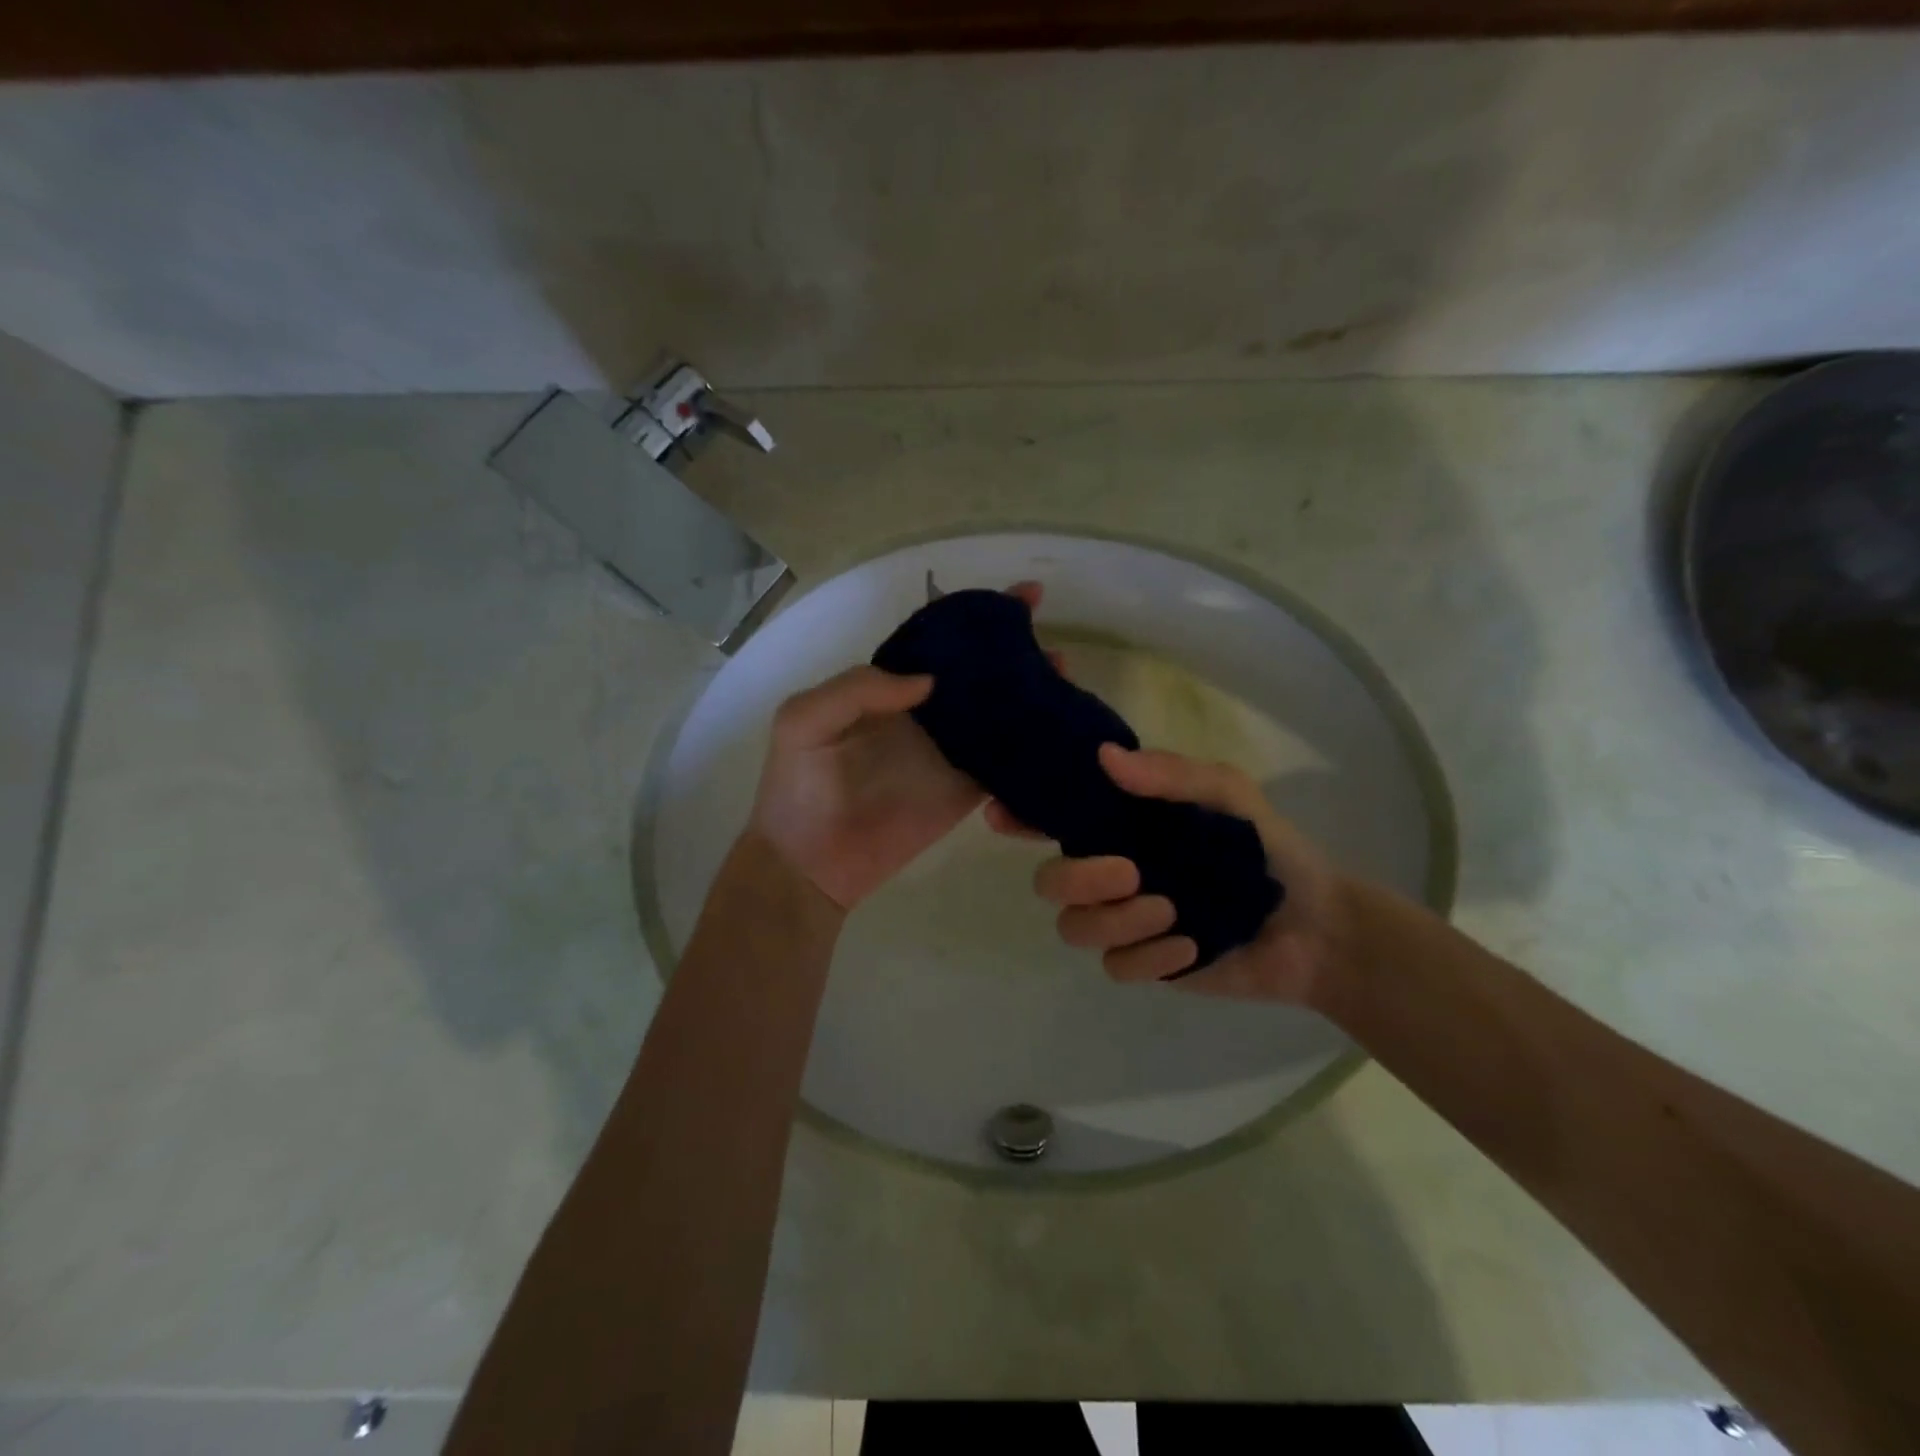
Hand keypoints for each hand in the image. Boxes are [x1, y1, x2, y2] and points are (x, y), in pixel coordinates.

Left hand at [750, 582, 1042, 910]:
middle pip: (980, 677)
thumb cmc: (797, 789)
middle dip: (1018, 657)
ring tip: (1065, 680)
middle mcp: (927, 716)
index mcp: (891, 691)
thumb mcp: (803, 723)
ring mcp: (949, 753)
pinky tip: (1061, 731)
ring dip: (1034, 696)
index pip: (940, 647)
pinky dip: (1031, 748)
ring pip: (1000, 715)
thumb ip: (856, 689)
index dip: (976, 622)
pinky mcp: (965, 791)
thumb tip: (927, 680)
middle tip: (1054, 649)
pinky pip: (1004, 764)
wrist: (808, 864)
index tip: (1022, 599)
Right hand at [986, 743, 1354, 1004]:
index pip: (1057, 819)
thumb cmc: (1269, 847)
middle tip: (1129, 872)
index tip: (1003, 815)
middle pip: (1049, 882)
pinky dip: (1149, 956)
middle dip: (1077, 878)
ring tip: (1172, 911)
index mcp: (1125, 827)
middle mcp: (1114, 871)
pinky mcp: (1147, 963)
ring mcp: (1127, 920)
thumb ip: (1171, 776)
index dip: (1022, 817)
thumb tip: (1105, 758)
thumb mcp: (1228, 794)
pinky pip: (1116, 966)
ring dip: (1116, 919)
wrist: (1316, 926)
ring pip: (1074, 927)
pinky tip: (1189, 945)